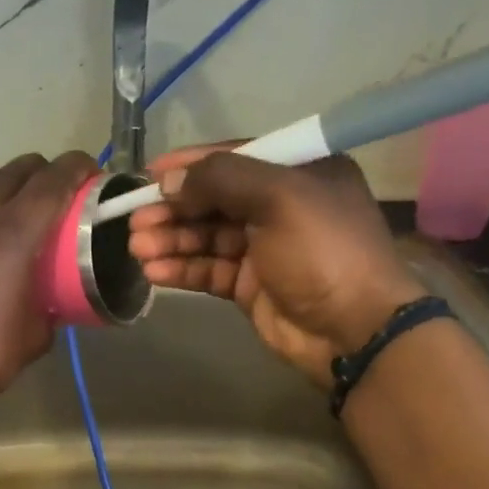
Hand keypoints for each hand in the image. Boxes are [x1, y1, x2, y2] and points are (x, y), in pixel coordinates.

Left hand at [0, 151, 97, 404]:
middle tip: (53, 196)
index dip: (78, 168)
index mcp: (15, 232)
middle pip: (18, 168)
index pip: (55, 180)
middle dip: (44, 173)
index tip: (90, 174)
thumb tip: (50, 307)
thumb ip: (48, 312)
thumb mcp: (31, 339)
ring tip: (5, 203)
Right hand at [126, 144, 425, 386]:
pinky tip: (154, 272)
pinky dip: (181, 268)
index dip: (190, 164)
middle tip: (135, 221)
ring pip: (206, 237)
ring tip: (137, 248)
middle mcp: (280, 206)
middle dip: (173, 209)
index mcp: (298, 173)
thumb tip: (170, 181)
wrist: (353, 330)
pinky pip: (208, 269)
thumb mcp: (279, 198)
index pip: (235, 157)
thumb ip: (221, 179)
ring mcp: (264, 248)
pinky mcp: (249, 285)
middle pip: (214, 200)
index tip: (149, 174)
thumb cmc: (323, 251)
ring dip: (171, 240)